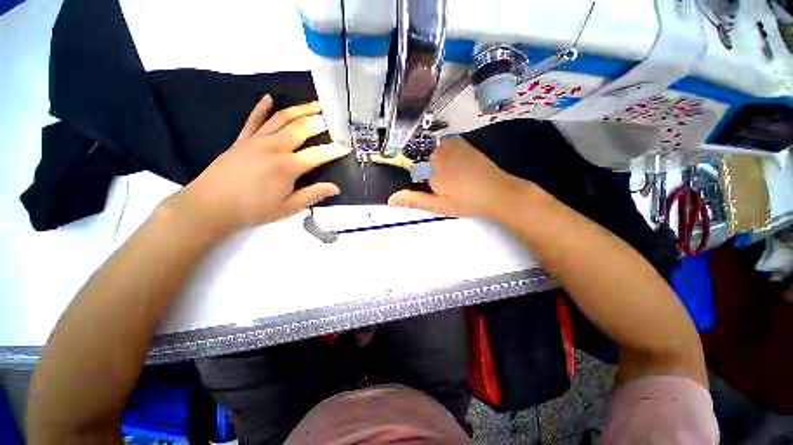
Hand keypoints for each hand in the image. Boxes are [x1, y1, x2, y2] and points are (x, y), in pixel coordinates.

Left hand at [168, 94, 350, 235]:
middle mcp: (274, 147)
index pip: (317, 155)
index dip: (334, 151)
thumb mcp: (288, 207)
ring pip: (281, 119)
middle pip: (301, 129)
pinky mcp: (242, 139)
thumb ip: (313, 195)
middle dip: (318, 122)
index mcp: (288, 166)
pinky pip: (253, 119)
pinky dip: (261, 108)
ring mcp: (256, 140)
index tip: (346, 147)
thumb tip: (336, 188)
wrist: (211, 205)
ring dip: (299, 110)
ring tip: (314, 104)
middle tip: (332, 117)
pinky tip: (268, 98)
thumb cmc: (253, 209)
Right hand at [375, 138, 531, 218]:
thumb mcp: (438, 205)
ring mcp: (452, 144)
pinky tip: (453, 169)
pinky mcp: (462, 143)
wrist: (500, 193)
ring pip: (431, 150)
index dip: (392, 159)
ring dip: (431, 161)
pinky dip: (441, 154)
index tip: (381, 159)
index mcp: (431, 166)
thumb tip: (390, 199)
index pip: (404, 160)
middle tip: (433, 184)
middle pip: (418, 154)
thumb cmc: (467, 202)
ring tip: (446, 178)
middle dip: (419, 167)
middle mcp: (439, 150)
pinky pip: (443, 145)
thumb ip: (414, 199)